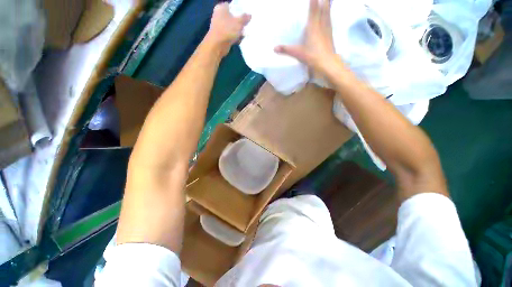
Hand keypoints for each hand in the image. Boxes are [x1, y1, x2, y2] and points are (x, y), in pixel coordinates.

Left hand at [205, 3, 250, 56]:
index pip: (232, 6)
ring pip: (232, 27)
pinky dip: (235, 37)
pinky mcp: (221, 36)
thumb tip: (249, 15)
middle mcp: (219, 15)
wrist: (217, 45)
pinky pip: (230, 35)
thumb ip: (245, 18)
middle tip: (247, 24)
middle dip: (240, 22)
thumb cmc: (227, 30)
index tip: (247, 15)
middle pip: (233, 17)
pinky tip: (240, 40)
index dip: (240, 11)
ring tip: (245, 33)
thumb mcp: (239, 22)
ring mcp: (220, 26)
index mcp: (221, 8)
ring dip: (238, 31)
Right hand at [275, 0, 336, 73]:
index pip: (313, 10)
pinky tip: (329, 16)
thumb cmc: (313, 57)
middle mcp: (322, 25)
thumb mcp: (298, 53)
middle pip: (324, 8)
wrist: (327, 64)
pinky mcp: (330, 36)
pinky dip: (329, 16)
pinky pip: (330, 22)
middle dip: (323, 0)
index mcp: (313, 27)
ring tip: (328, 0)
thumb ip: (286, 50)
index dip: (313, 1)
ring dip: (328, 5)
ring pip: (328, 14)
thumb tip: (274, 48)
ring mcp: (327, 30)